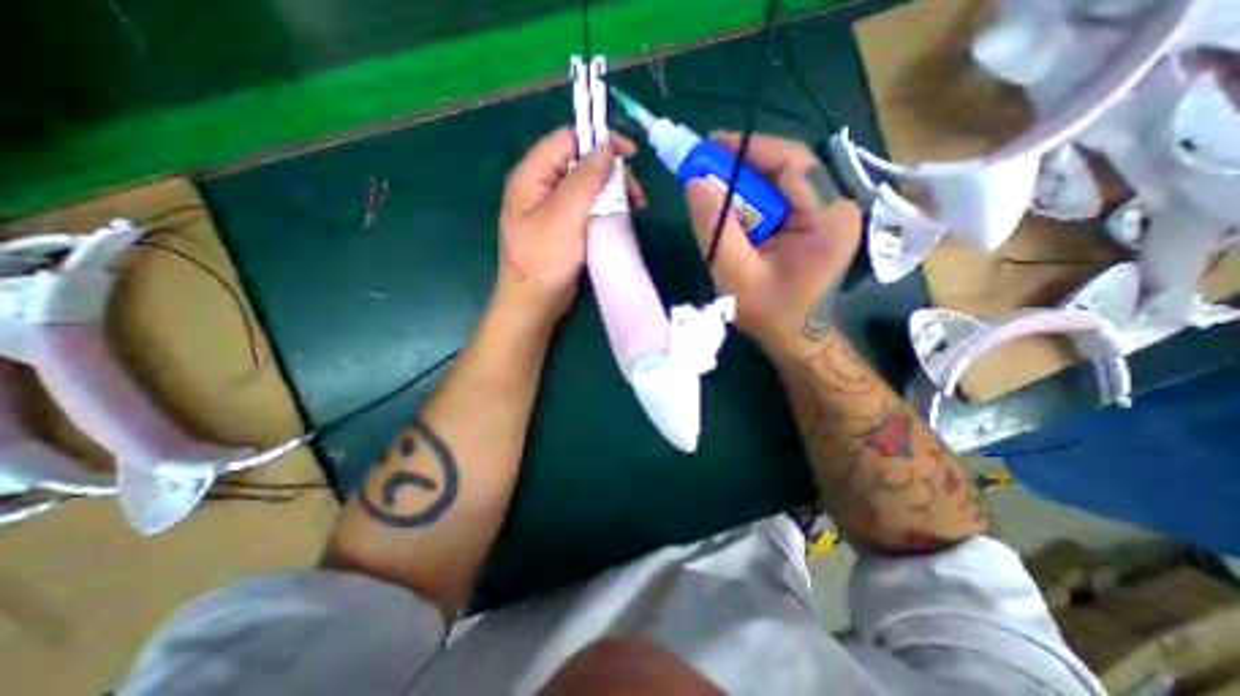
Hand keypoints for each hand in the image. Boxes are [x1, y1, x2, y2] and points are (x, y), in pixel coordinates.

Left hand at [497, 124, 643, 322]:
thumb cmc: (543, 260)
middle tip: (636, 192)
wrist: (533, 302)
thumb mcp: (563, 217)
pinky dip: (606, 208)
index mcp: (532, 176)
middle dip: (611, 172)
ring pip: (587, 186)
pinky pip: (587, 207)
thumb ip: (584, 180)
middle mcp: (540, 186)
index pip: (567, 140)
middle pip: (580, 163)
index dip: (599, 141)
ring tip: (636, 206)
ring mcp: (552, 208)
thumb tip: (605, 147)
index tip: (630, 155)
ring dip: (612, 191)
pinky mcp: (563, 227)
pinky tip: (622, 217)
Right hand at [676, 130, 863, 358]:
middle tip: (703, 169)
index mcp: (828, 217)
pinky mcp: (815, 221)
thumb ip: (716, 229)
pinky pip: (780, 197)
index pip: (792, 162)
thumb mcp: (737, 276)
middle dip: (742, 166)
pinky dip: (751, 199)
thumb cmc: (770, 313)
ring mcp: (828, 213)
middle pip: (787, 167)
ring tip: (712, 189)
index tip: (709, 145)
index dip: (749, 148)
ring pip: (781, 180)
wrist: (795, 337)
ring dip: (744, 183)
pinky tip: (732, 210)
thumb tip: (695, 181)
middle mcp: (836, 206)